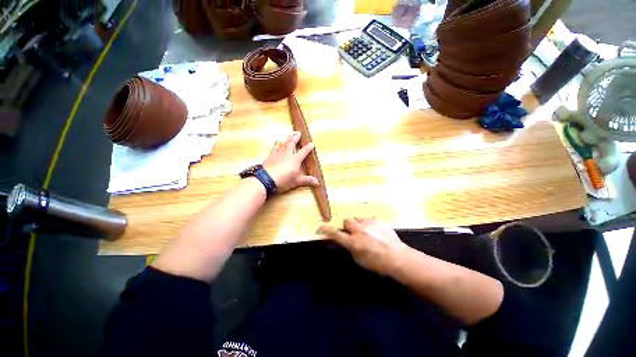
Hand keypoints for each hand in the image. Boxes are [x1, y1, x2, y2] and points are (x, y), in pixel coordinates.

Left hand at [263, 131, 318, 192]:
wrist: (266, 179)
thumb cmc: (283, 180)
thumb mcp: (296, 181)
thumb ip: (307, 180)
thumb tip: (317, 182)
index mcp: (295, 160)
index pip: (303, 152)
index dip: (308, 148)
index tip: (311, 143)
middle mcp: (287, 154)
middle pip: (292, 143)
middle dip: (295, 138)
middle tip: (298, 132)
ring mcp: (277, 154)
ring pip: (282, 143)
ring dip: (285, 139)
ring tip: (287, 135)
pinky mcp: (269, 156)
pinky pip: (274, 148)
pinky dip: (276, 144)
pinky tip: (275, 143)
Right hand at [319, 218, 408, 275]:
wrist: (398, 258)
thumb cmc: (378, 264)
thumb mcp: (360, 260)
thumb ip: (351, 248)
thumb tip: (348, 241)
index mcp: (354, 242)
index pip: (336, 234)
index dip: (326, 230)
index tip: (320, 227)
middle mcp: (359, 230)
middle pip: (347, 220)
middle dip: (347, 226)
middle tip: (353, 233)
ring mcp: (369, 224)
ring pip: (357, 218)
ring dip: (358, 225)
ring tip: (366, 232)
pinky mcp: (377, 221)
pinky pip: (368, 219)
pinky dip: (367, 224)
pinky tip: (374, 232)